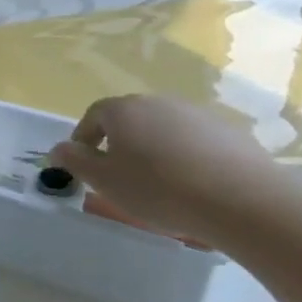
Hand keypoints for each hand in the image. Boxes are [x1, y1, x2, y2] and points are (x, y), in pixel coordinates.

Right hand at [46, 94, 289, 247]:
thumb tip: (58, 149)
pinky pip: (194, 140)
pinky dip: (184, 156)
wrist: (243, 200)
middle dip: (119, 143)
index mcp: (124, 110)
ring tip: (158, 184)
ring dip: (153, 149)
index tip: (84, 164)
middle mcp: (159, 102)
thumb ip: (75, 161)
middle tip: (118, 176)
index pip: (93, 115)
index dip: (83, 138)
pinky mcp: (229, 131)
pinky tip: (192, 185)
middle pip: (130, 119)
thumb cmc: (159, 189)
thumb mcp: (104, 181)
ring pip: (163, 129)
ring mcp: (197, 114)